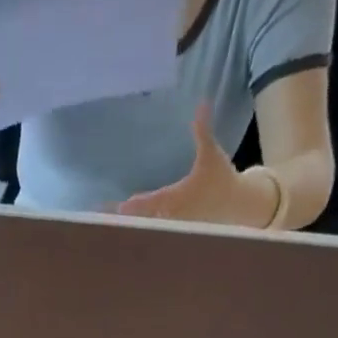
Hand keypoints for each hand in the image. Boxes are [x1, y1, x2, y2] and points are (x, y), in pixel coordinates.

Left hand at [117, 104, 275, 228]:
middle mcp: (171, 217)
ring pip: (145, 230)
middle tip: (102, 221)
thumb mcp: (211, 154)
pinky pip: (152, 234)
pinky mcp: (174, 234)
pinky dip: (137, 234)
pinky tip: (122, 233)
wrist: (235, 205)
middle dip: (124, 220)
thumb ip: (202, 131)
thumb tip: (202, 102)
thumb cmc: (221, 179)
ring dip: (127, 228)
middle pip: (143, 220)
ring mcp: (172, 228)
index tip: (121, 206)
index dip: (136, 205)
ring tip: (105, 228)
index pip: (152, 202)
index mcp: (177, 198)